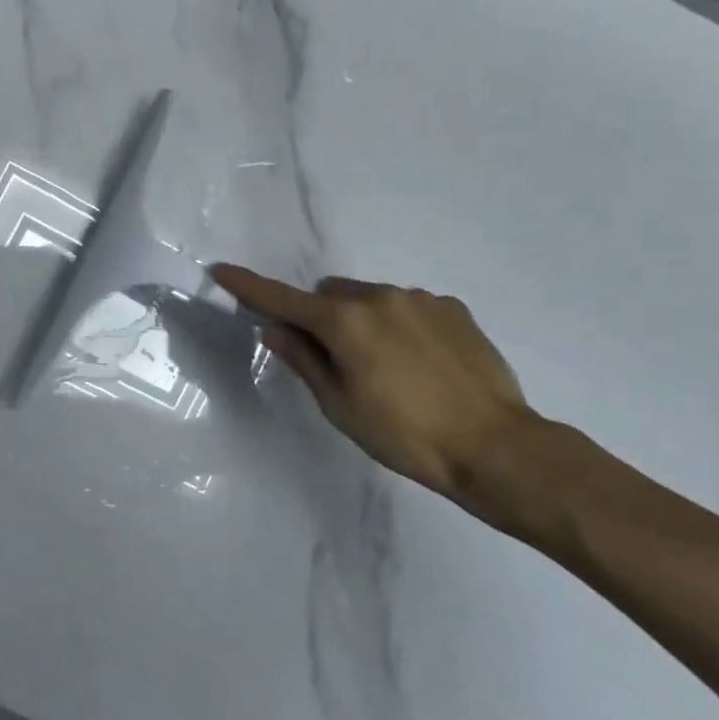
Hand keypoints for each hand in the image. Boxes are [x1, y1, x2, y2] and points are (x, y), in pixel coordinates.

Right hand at [212, 265, 541, 503]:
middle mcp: (379, 297)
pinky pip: (408, 306)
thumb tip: (276, 330)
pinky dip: (400, 325)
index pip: (282, 299)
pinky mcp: (452, 307)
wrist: (497, 447)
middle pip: (329, 294)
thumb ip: (305, 361)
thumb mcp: (341, 406)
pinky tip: (422, 364)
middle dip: (322, 317)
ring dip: (363, 320)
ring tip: (389, 368)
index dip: (248, 287)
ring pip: (370, 298)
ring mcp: (419, 298)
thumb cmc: (406, 436)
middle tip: (336, 360)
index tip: (221, 271)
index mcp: (344, 323)